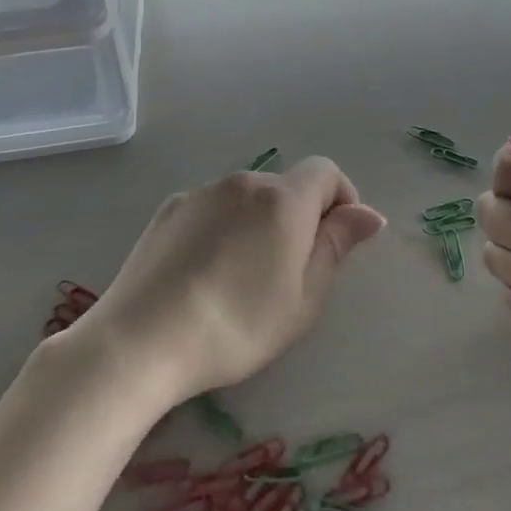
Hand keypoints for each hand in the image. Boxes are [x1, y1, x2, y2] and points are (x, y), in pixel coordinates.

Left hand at [78, 158, 385, 406]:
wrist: (141, 340)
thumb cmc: (237, 326)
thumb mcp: (304, 298)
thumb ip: (337, 245)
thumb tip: (368, 213)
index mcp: (283, 199)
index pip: (326, 171)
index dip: (341, 199)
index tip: (336, 242)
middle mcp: (243, 182)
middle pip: (285, 187)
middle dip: (299, 218)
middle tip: (288, 275)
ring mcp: (201, 193)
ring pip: (247, 199)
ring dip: (258, 224)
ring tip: (240, 280)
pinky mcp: (169, 209)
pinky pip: (212, 209)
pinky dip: (222, 229)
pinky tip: (204, 274)